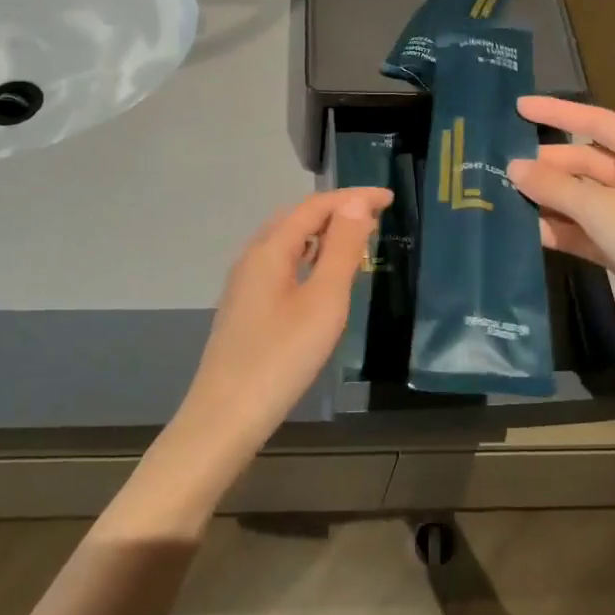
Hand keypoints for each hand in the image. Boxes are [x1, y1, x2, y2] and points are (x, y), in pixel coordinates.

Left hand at [171, 187, 392, 468]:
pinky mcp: (246, 307)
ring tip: (356, 242)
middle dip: (338, 210)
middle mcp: (253, 257)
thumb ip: (341, 249)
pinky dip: (309, 256)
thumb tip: (355, 203)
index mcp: (271, 249)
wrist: (225, 417)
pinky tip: (322, 277)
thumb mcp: (324, 301)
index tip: (389, 199)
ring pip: (288, 241)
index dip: (353, 197)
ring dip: (323, 233)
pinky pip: (282, 263)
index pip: (315, 205)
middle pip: (298, 218)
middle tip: (376, 218)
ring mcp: (245, 283)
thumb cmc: (281, 357)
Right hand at [507, 96, 614, 355]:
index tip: (519, 107)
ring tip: (503, 196)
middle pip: (587, 162)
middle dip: (548, 165)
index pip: (599, 122)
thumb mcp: (604, 210)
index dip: (558, 112)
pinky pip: (586, 229)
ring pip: (583, 197)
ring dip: (549, 198)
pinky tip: (525, 231)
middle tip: (502, 166)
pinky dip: (560, 229)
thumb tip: (513, 167)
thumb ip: (555, 186)